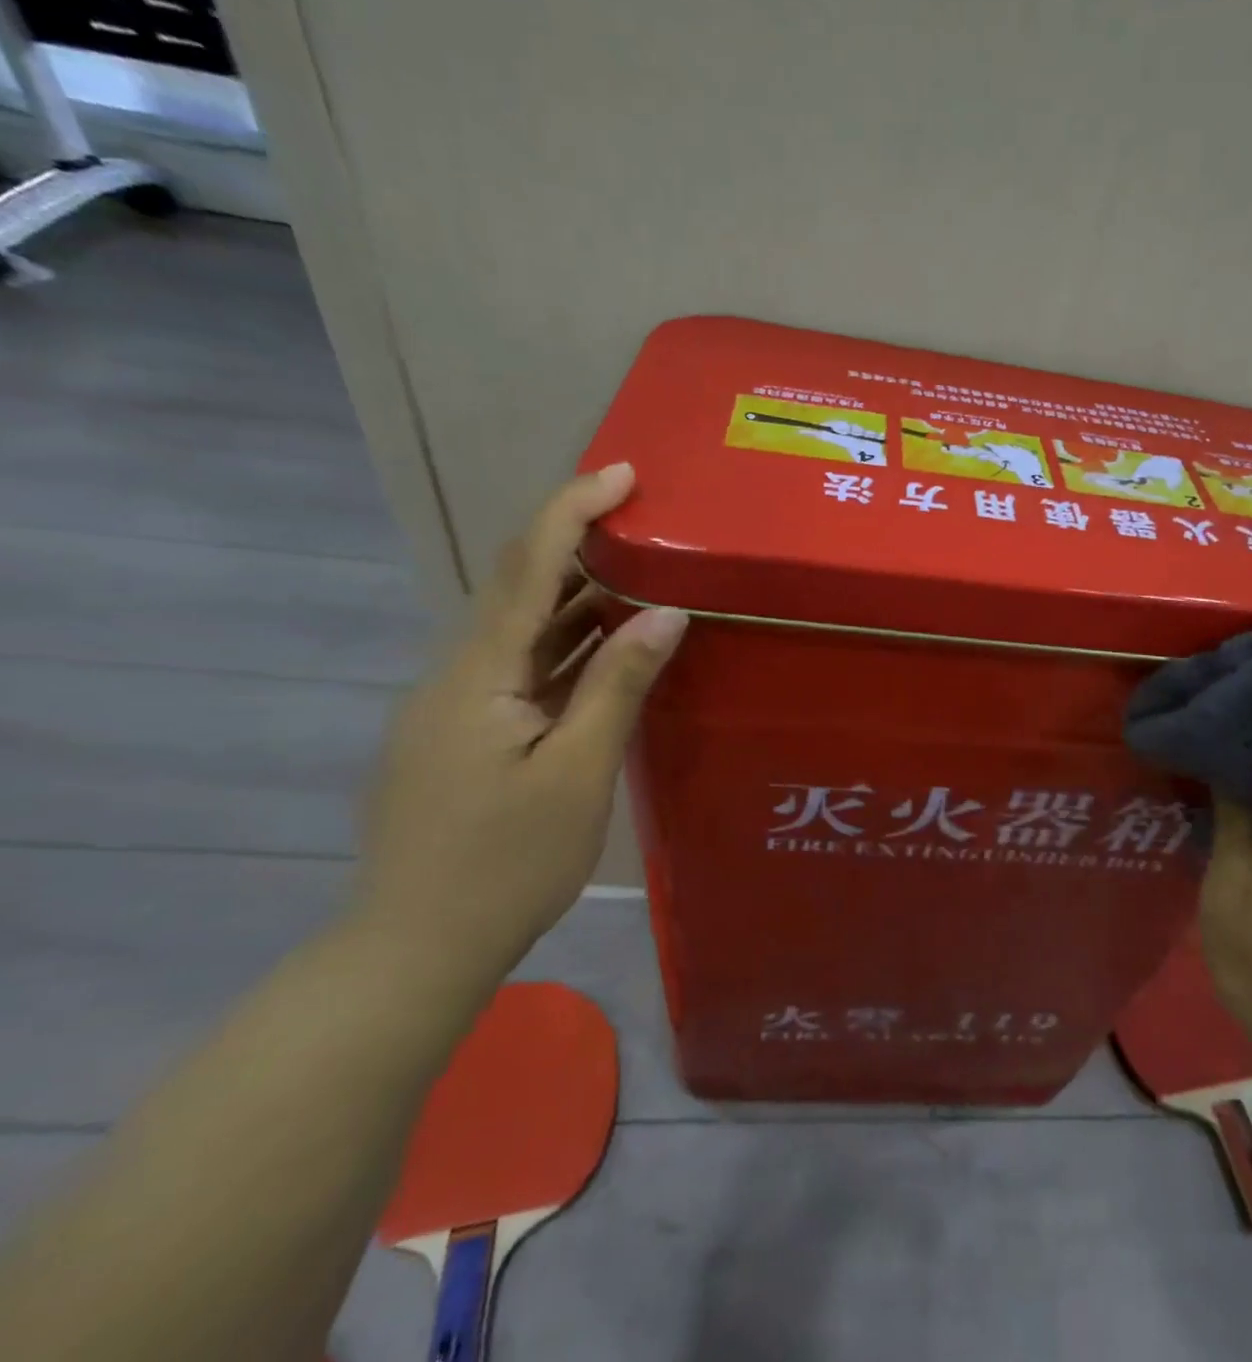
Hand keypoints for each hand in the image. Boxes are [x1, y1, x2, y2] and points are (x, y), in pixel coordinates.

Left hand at [356, 464, 686, 979]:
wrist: (415, 948)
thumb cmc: (505, 862)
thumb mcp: (578, 771)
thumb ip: (618, 684)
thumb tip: (665, 614)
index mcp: (479, 674)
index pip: (527, 567)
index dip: (571, 510)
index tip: (620, 474)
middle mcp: (457, 675)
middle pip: (518, 588)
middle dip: (578, 545)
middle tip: (645, 524)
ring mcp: (455, 707)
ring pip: (520, 633)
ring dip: (577, 599)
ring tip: (641, 578)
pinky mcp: (463, 736)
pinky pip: (520, 671)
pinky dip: (565, 649)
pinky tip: (606, 652)